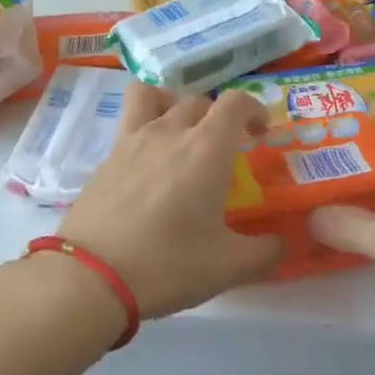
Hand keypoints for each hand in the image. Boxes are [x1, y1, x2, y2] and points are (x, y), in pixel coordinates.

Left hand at [58, 83, 282, 319]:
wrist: (91, 277)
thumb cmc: (168, 264)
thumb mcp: (228, 266)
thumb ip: (264, 252)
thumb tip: (283, 245)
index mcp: (206, 149)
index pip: (235, 102)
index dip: (255, 109)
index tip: (260, 134)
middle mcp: (168, 132)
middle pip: (198, 100)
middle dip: (218, 117)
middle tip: (225, 148)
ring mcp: (131, 141)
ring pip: (153, 97)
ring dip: (172, 104)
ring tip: (179, 135)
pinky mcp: (105, 159)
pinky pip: (129, 125)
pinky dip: (145, 130)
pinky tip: (148, 167)